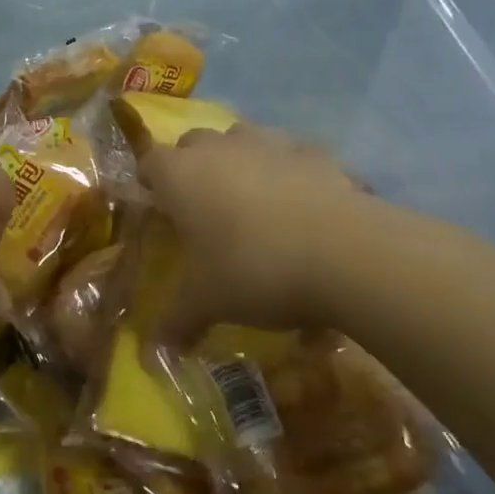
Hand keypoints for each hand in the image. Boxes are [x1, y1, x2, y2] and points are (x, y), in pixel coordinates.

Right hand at [139, 125, 412, 340]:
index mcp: (180, 174)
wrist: (345, 253)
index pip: (149, 161)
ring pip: (241, 138)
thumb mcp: (208, 303)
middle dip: (193, 168)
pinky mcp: (315, 153)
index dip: (151, 183)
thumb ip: (175, 322)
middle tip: (203, 210)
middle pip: (193, 143)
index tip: (160, 211)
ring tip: (252, 202)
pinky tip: (301, 204)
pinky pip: (291, 155)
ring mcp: (269, 144)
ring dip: (239, 161)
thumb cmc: (254, 269)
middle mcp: (219, 147)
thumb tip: (149, 356)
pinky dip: (289, 171)